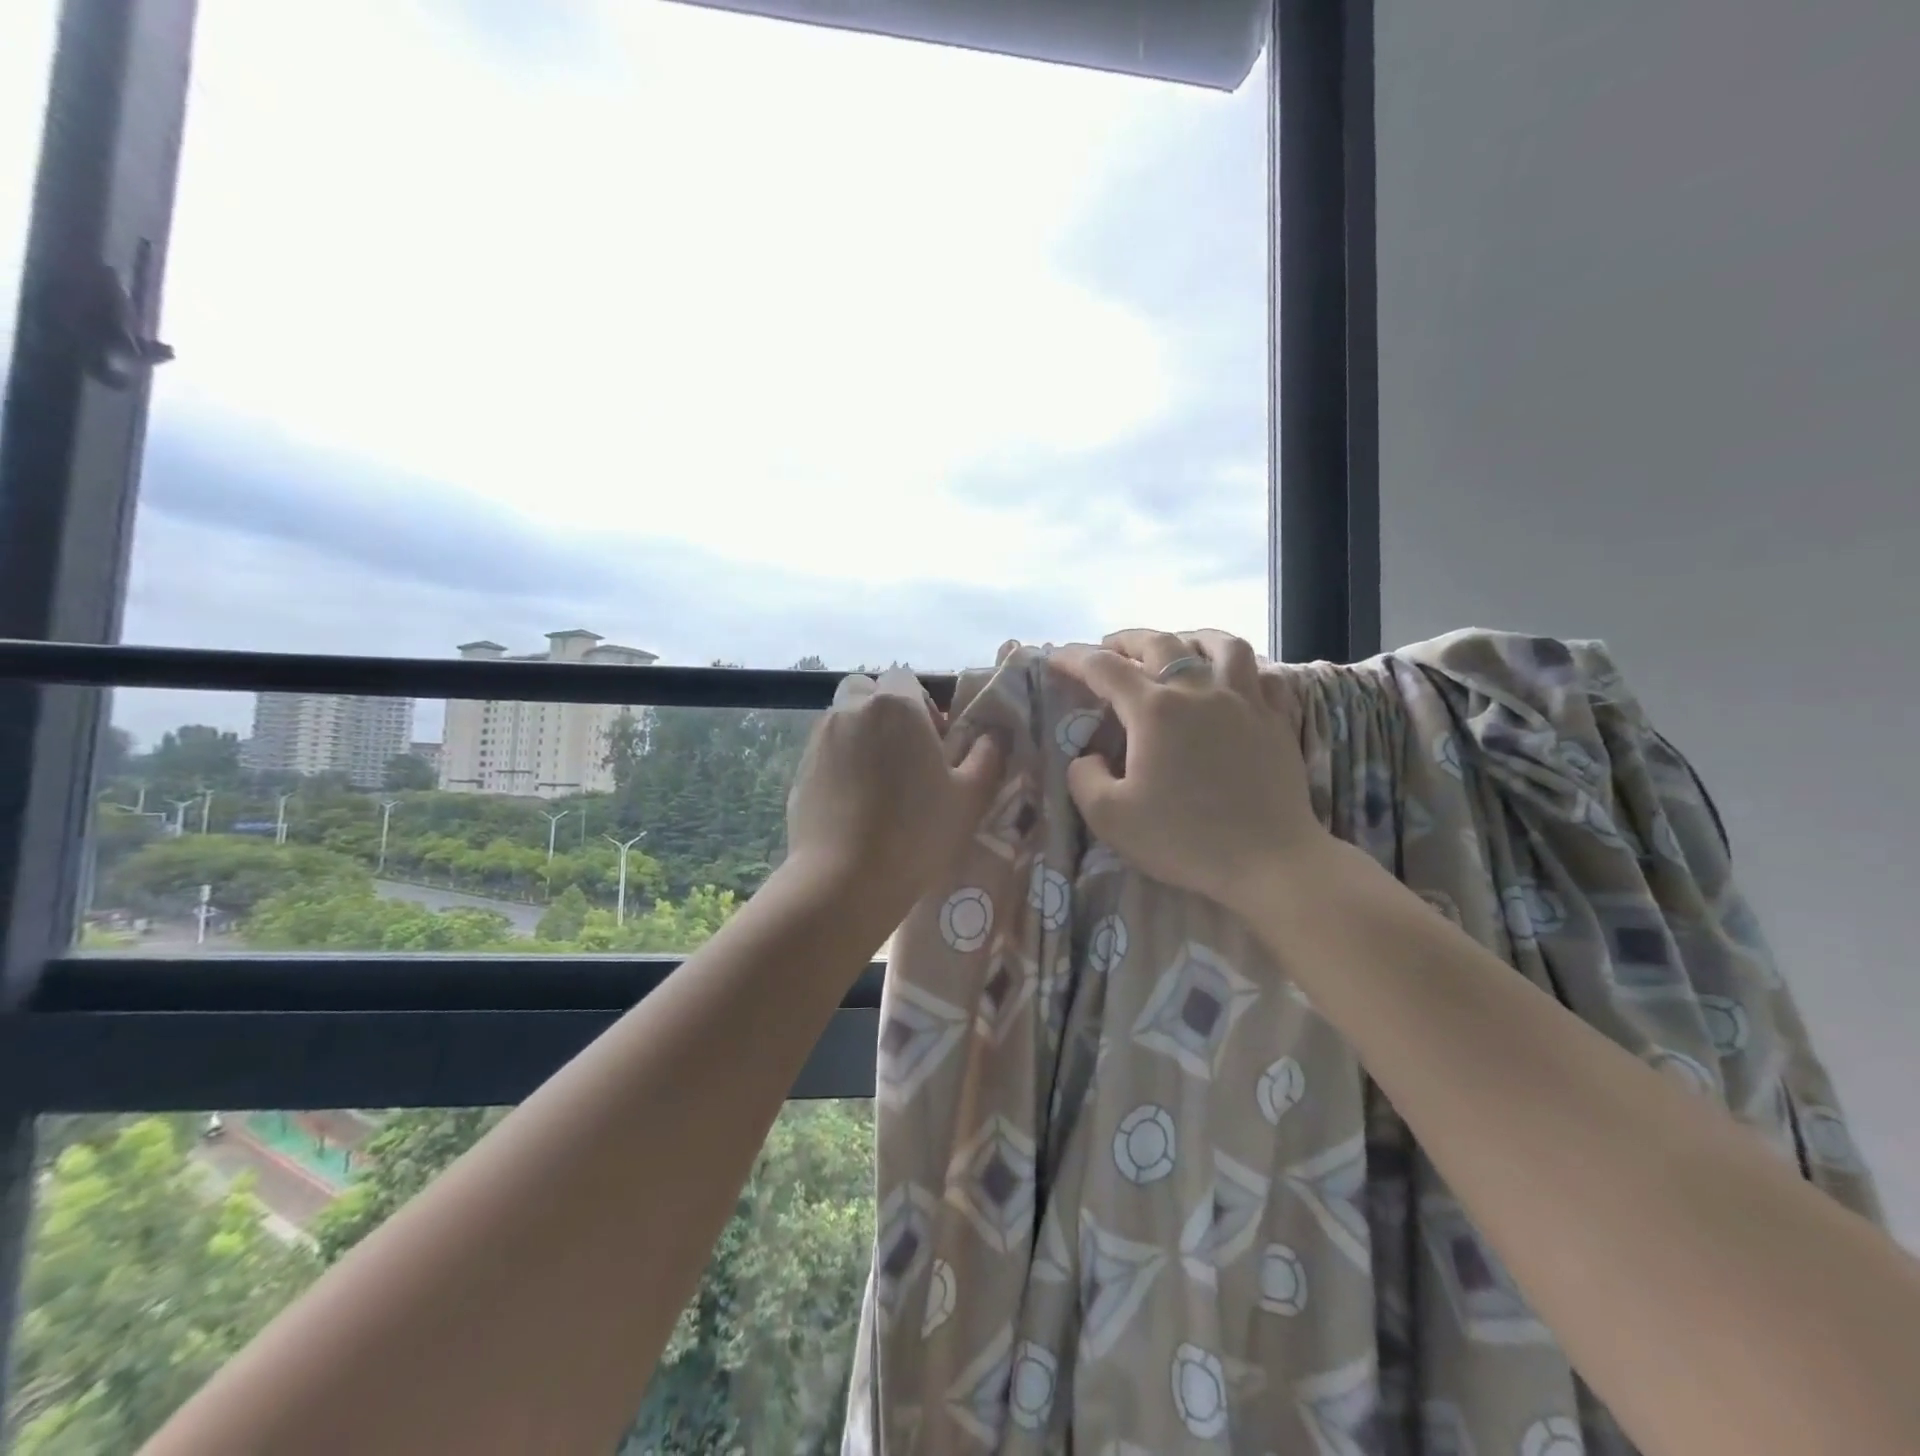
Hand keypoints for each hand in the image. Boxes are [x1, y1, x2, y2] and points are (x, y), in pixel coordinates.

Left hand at [785, 667, 1004, 922]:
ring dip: (862, 734)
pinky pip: (826, 751)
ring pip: (844, 719)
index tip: (935, 742)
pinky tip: (856, 802)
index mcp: (896, 706)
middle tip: (906, 754)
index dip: (923, 704)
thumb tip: (994, 734)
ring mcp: (820, 739)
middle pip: (868, 691)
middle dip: (886, 711)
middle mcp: (852, 711)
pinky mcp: (800, 769)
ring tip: (880, 781)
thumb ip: (987, 755)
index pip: (906, 678)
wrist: (845, 880)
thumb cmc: (917, 832)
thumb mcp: (970, 796)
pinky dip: (841, 762)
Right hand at [1049, 629, 1333, 913]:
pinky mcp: (1277, 720)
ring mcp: (1244, 701)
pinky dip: (1244, 667)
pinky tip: (1236, 678)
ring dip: (1191, 637)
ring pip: (1222, 645)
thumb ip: (1084, 779)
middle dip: (1128, 640)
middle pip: (1161, 643)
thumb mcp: (1111, 818)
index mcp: (1154, 711)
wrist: (1269, 862)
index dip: (1074, 658)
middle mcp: (1199, 691)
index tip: (1056, 657)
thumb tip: (1088, 757)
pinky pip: (1264, 674)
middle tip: (1110, 647)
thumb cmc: (1185, 839)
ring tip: (1179, 645)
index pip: (1104, 668)